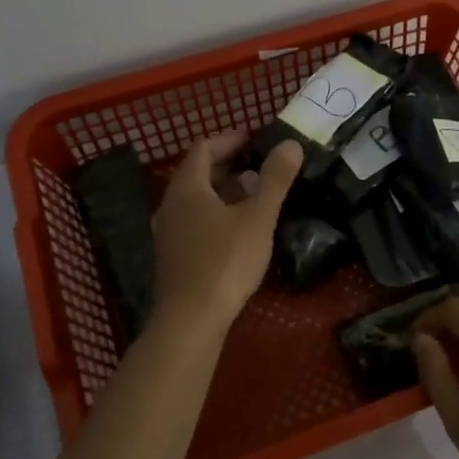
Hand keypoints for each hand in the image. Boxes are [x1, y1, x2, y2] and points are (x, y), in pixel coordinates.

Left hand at [151, 131, 301, 330]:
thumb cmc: (225, 261)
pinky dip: (216, 214)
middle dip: (228, 166)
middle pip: (198, 174)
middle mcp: (171, 205)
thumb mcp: (257, 218)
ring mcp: (168, 232)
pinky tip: (238, 230)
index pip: (203, 148)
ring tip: (254, 196)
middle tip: (259, 167)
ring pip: (196, 200)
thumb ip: (275, 179)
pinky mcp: (173, 256)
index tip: (253, 139)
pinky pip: (194, 222)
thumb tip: (290, 144)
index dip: (228, 140)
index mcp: (187, 188)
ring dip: (223, 192)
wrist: (190, 319)